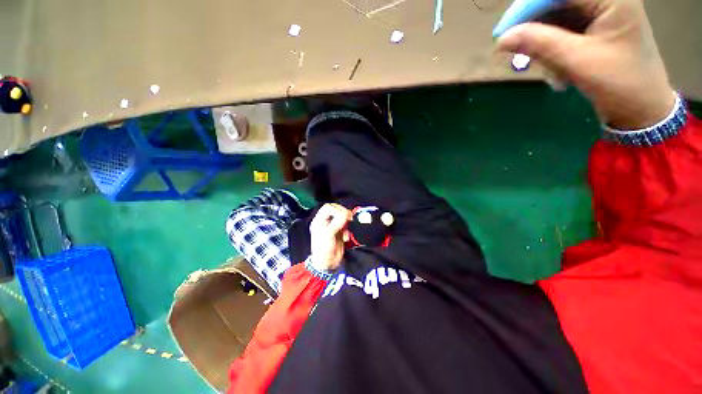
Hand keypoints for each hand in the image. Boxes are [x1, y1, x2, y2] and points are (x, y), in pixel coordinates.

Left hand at [309, 203, 351, 271]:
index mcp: (319, 220)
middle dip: (343, 214)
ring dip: (347, 223)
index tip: (344, 216)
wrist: (328, 264)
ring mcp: (333, 227)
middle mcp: (326, 222)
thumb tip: (346, 215)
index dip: (337, 210)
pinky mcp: (340, 232)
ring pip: (342, 217)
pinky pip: (346, 226)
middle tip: (349, 220)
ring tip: (346, 230)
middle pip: (336, 210)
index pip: (328, 207)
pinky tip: (346, 237)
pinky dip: (348, 230)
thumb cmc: (323, 249)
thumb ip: (337, 222)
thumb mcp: (328, 234)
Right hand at [496, 0, 675, 128]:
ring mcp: (600, 14)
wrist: (643, 110)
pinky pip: (562, 33)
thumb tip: (503, 38)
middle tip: (520, 55)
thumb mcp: (578, 61)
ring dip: (545, 46)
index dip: (527, 8)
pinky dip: (553, 52)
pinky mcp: (594, 29)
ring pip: (556, 20)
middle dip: (536, 30)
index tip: (503, 32)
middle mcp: (604, 0)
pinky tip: (557, 71)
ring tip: (551, 71)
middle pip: (556, 4)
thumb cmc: (621, 83)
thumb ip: (540, 44)